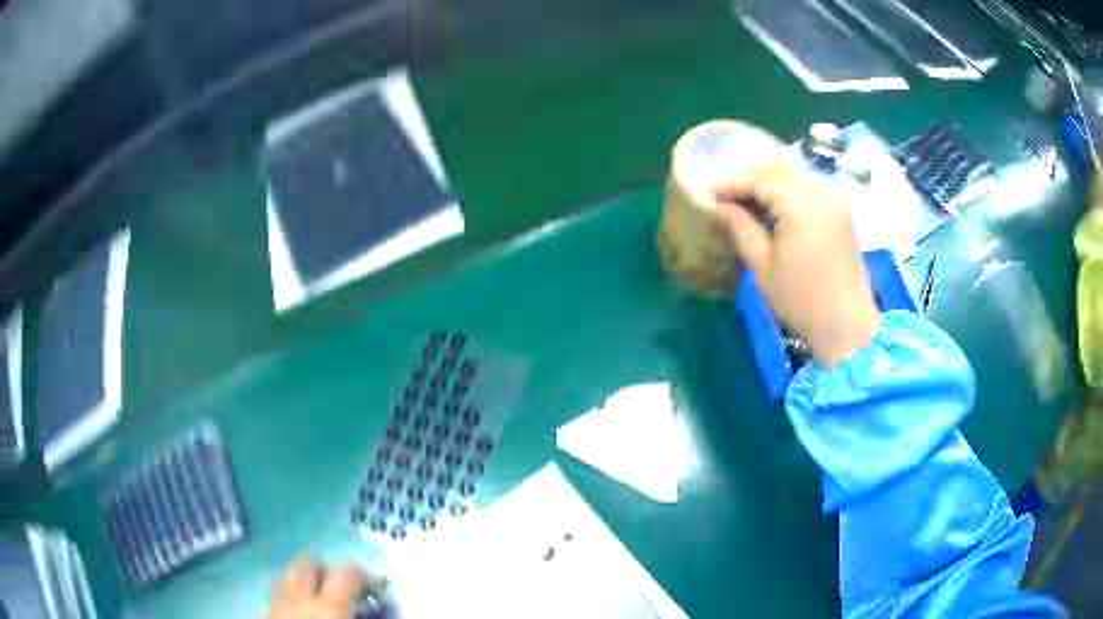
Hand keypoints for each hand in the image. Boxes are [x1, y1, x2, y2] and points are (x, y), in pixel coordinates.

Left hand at [267, 557, 379, 618]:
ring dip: (301, 580)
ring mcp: (276, 605)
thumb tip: (381, 601)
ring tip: (317, 594)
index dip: (363, 574)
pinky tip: (296, 610)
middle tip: (340, 583)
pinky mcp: (264, 613)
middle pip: (306, 563)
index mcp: (329, 604)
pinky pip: (274, 597)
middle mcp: (299, 598)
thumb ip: (369, 615)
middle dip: (324, 568)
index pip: (347, 573)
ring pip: (285, 577)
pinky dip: (287, 598)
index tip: (377, 583)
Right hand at [715, 161, 879, 365]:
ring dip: (769, 183)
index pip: (760, 179)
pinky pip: (809, 187)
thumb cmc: (801, 302)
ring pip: (795, 176)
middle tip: (726, 197)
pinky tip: (774, 208)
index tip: (709, 193)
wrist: (847, 326)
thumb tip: (721, 205)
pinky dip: (788, 190)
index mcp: (801, 206)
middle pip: (779, 171)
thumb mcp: (763, 267)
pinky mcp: (841, 211)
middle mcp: (821, 193)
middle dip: (750, 179)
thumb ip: (741, 228)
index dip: (732, 183)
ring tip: (746, 201)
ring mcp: (835, 200)